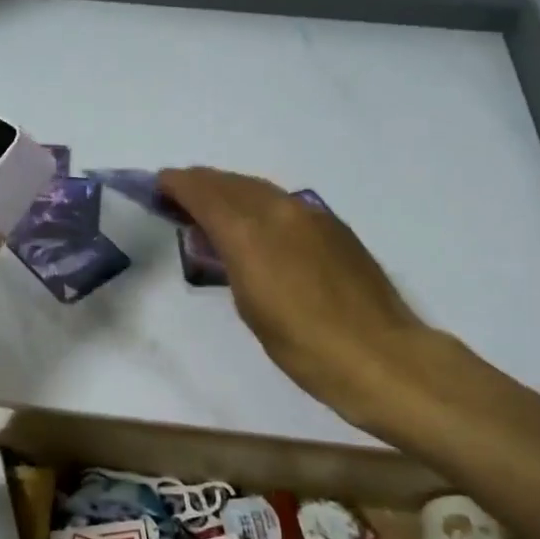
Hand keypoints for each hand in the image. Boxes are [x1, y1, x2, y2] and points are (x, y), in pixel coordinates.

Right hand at [159, 167, 430, 431]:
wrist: (379, 355)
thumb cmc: (303, 344)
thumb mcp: (250, 306)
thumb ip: (229, 262)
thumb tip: (218, 240)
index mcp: (252, 232)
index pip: (207, 194)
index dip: (180, 185)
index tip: (160, 183)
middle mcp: (281, 211)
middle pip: (232, 183)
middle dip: (202, 183)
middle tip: (179, 191)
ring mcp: (313, 215)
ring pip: (260, 189)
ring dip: (231, 189)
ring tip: (211, 202)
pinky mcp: (335, 227)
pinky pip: (284, 202)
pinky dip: (259, 202)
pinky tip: (255, 220)